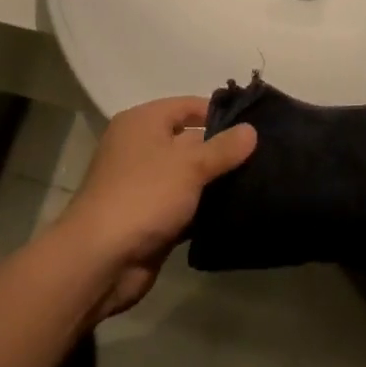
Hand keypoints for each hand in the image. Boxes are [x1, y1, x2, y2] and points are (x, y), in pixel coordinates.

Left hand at [61, 97, 255, 319]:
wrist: (100, 260)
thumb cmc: (144, 196)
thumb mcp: (189, 165)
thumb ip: (223, 148)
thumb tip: (251, 130)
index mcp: (142, 123)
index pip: (187, 106)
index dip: (220, 114)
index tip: (256, 126)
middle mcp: (140, 148)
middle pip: (190, 141)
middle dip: (223, 150)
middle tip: (264, 157)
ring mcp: (144, 185)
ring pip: (189, 176)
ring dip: (216, 182)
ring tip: (259, 183)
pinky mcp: (150, 217)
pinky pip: (184, 205)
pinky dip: (205, 209)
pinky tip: (237, 212)